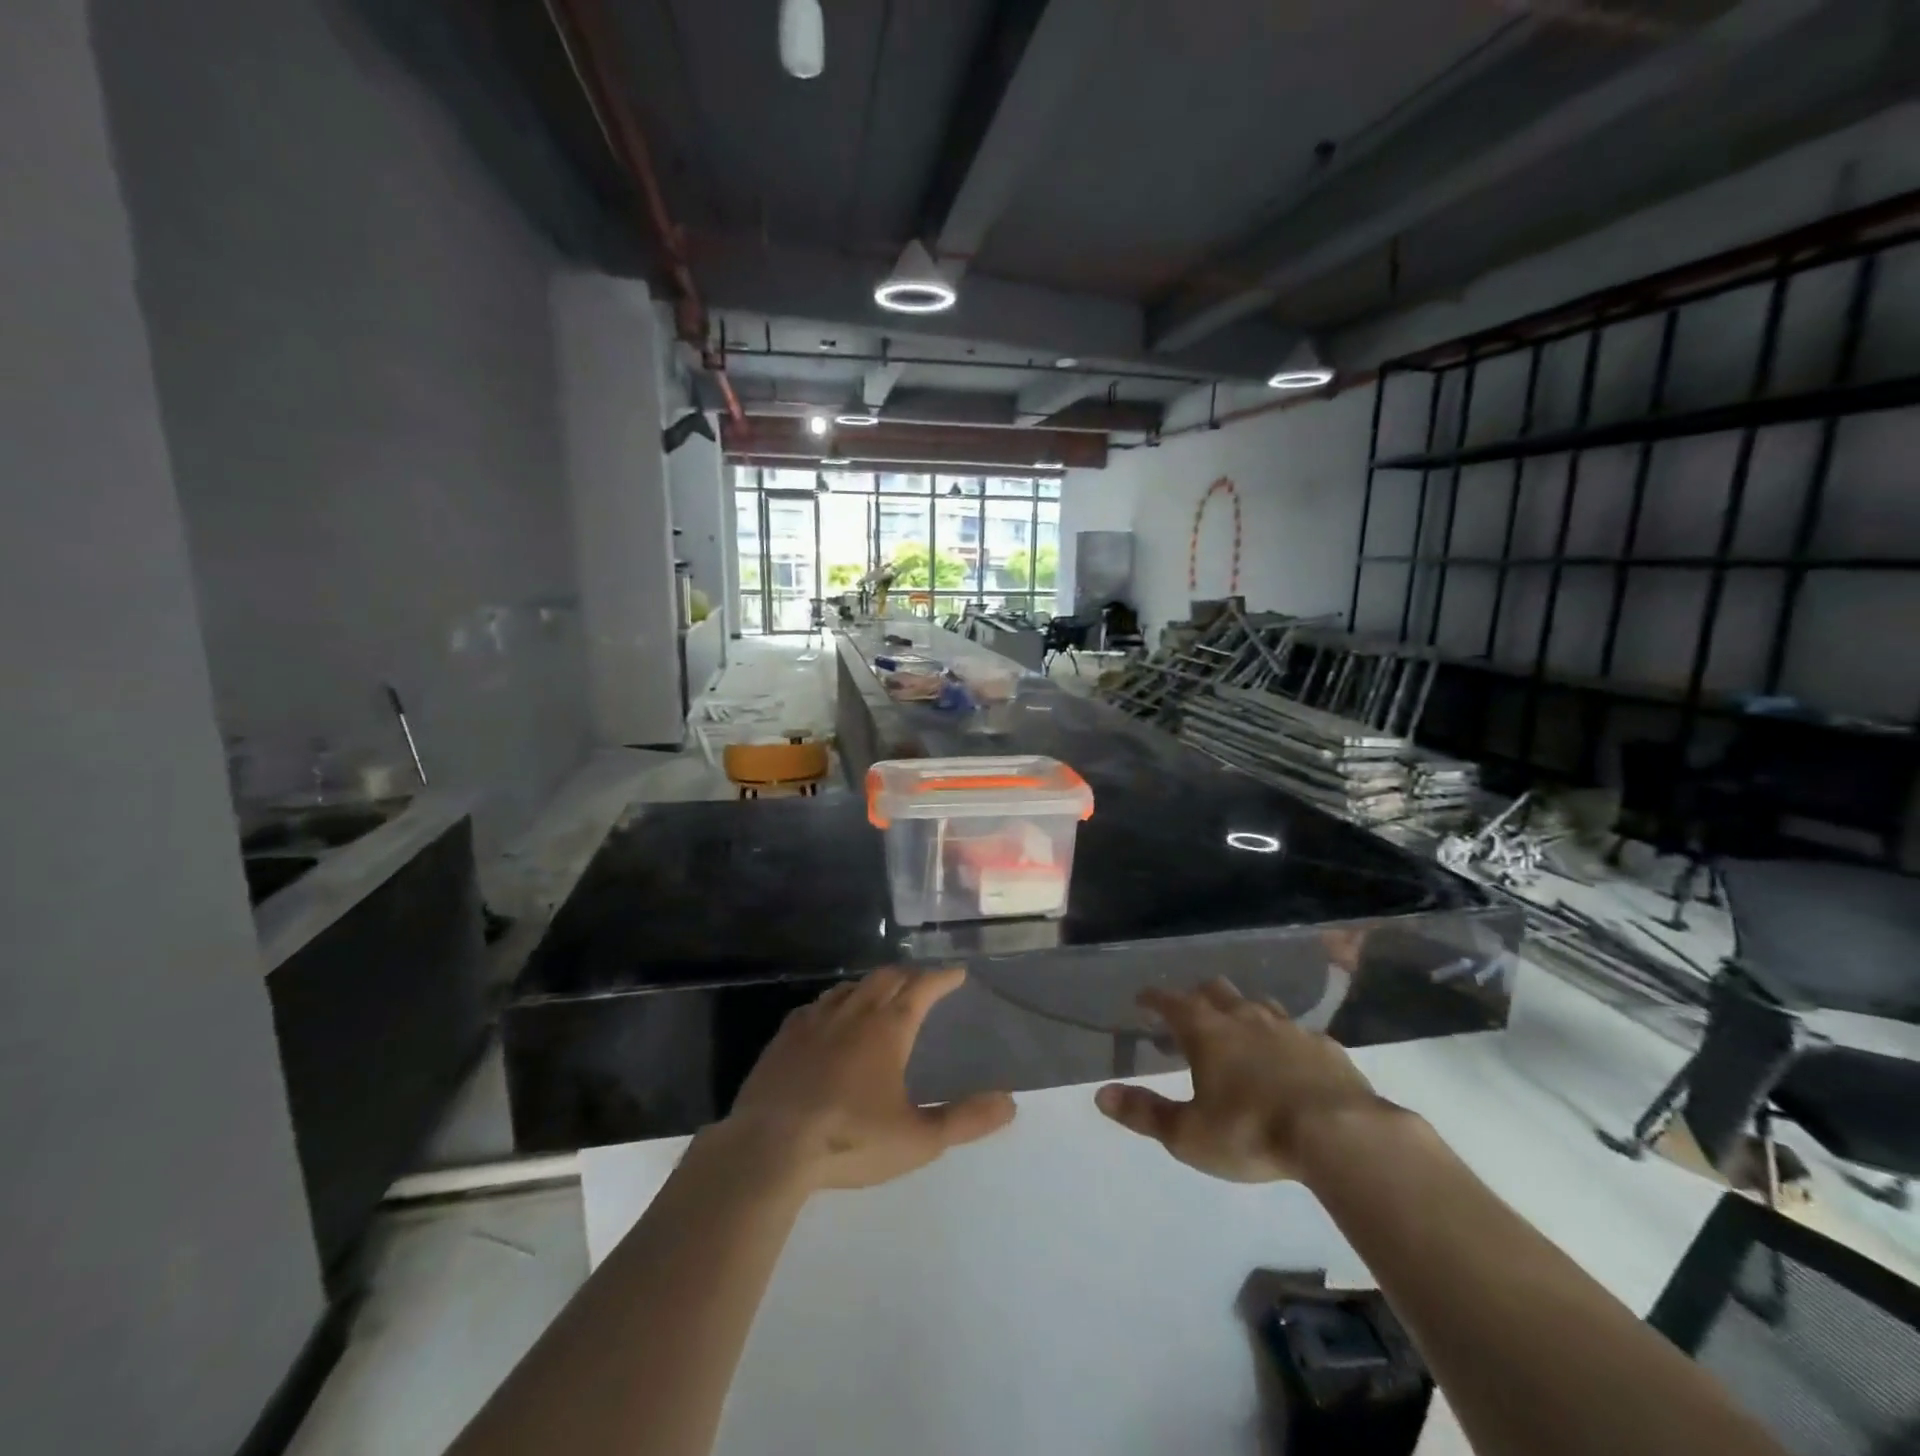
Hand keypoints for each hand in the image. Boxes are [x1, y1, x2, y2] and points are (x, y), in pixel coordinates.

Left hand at [719, 967, 1016, 1191]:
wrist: (770, 1147)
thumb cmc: (850, 1139)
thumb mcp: (918, 1139)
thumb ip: (965, 1120)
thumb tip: (1009, 1102)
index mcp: (888, 1028)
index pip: (922, 988)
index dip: (942, 977)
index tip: (957, 973)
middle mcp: (853, 1012)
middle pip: (886, 978)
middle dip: (909, 975)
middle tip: (922, 982)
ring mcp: (815, 1021)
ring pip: (850, 987)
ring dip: (872, 985)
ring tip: (882, 994)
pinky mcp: (785, 1037)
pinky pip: (817, 1005)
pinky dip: (835, 1003)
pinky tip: (830, 1017)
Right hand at [1095, 978, 1387, 1182]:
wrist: (1340, 1134)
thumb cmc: (1252, 1132)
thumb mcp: (1189, 1135)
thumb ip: (1145, 1113)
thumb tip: (1101, 1094)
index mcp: (1206, 1031)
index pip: (1170, 1001)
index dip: (1153, 998)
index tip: (1142, 999)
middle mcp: (1244, 1017)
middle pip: (1215, 990)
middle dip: (1198, 996)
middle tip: (1190, 1016)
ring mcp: (1288, 1028)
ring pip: (1258, 1004)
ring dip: (1242, 1012)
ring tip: (1239, 1032)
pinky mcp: (1325, 1046)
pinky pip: (1298, 1032)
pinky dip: (1284, 1039)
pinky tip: (1290, 1059)